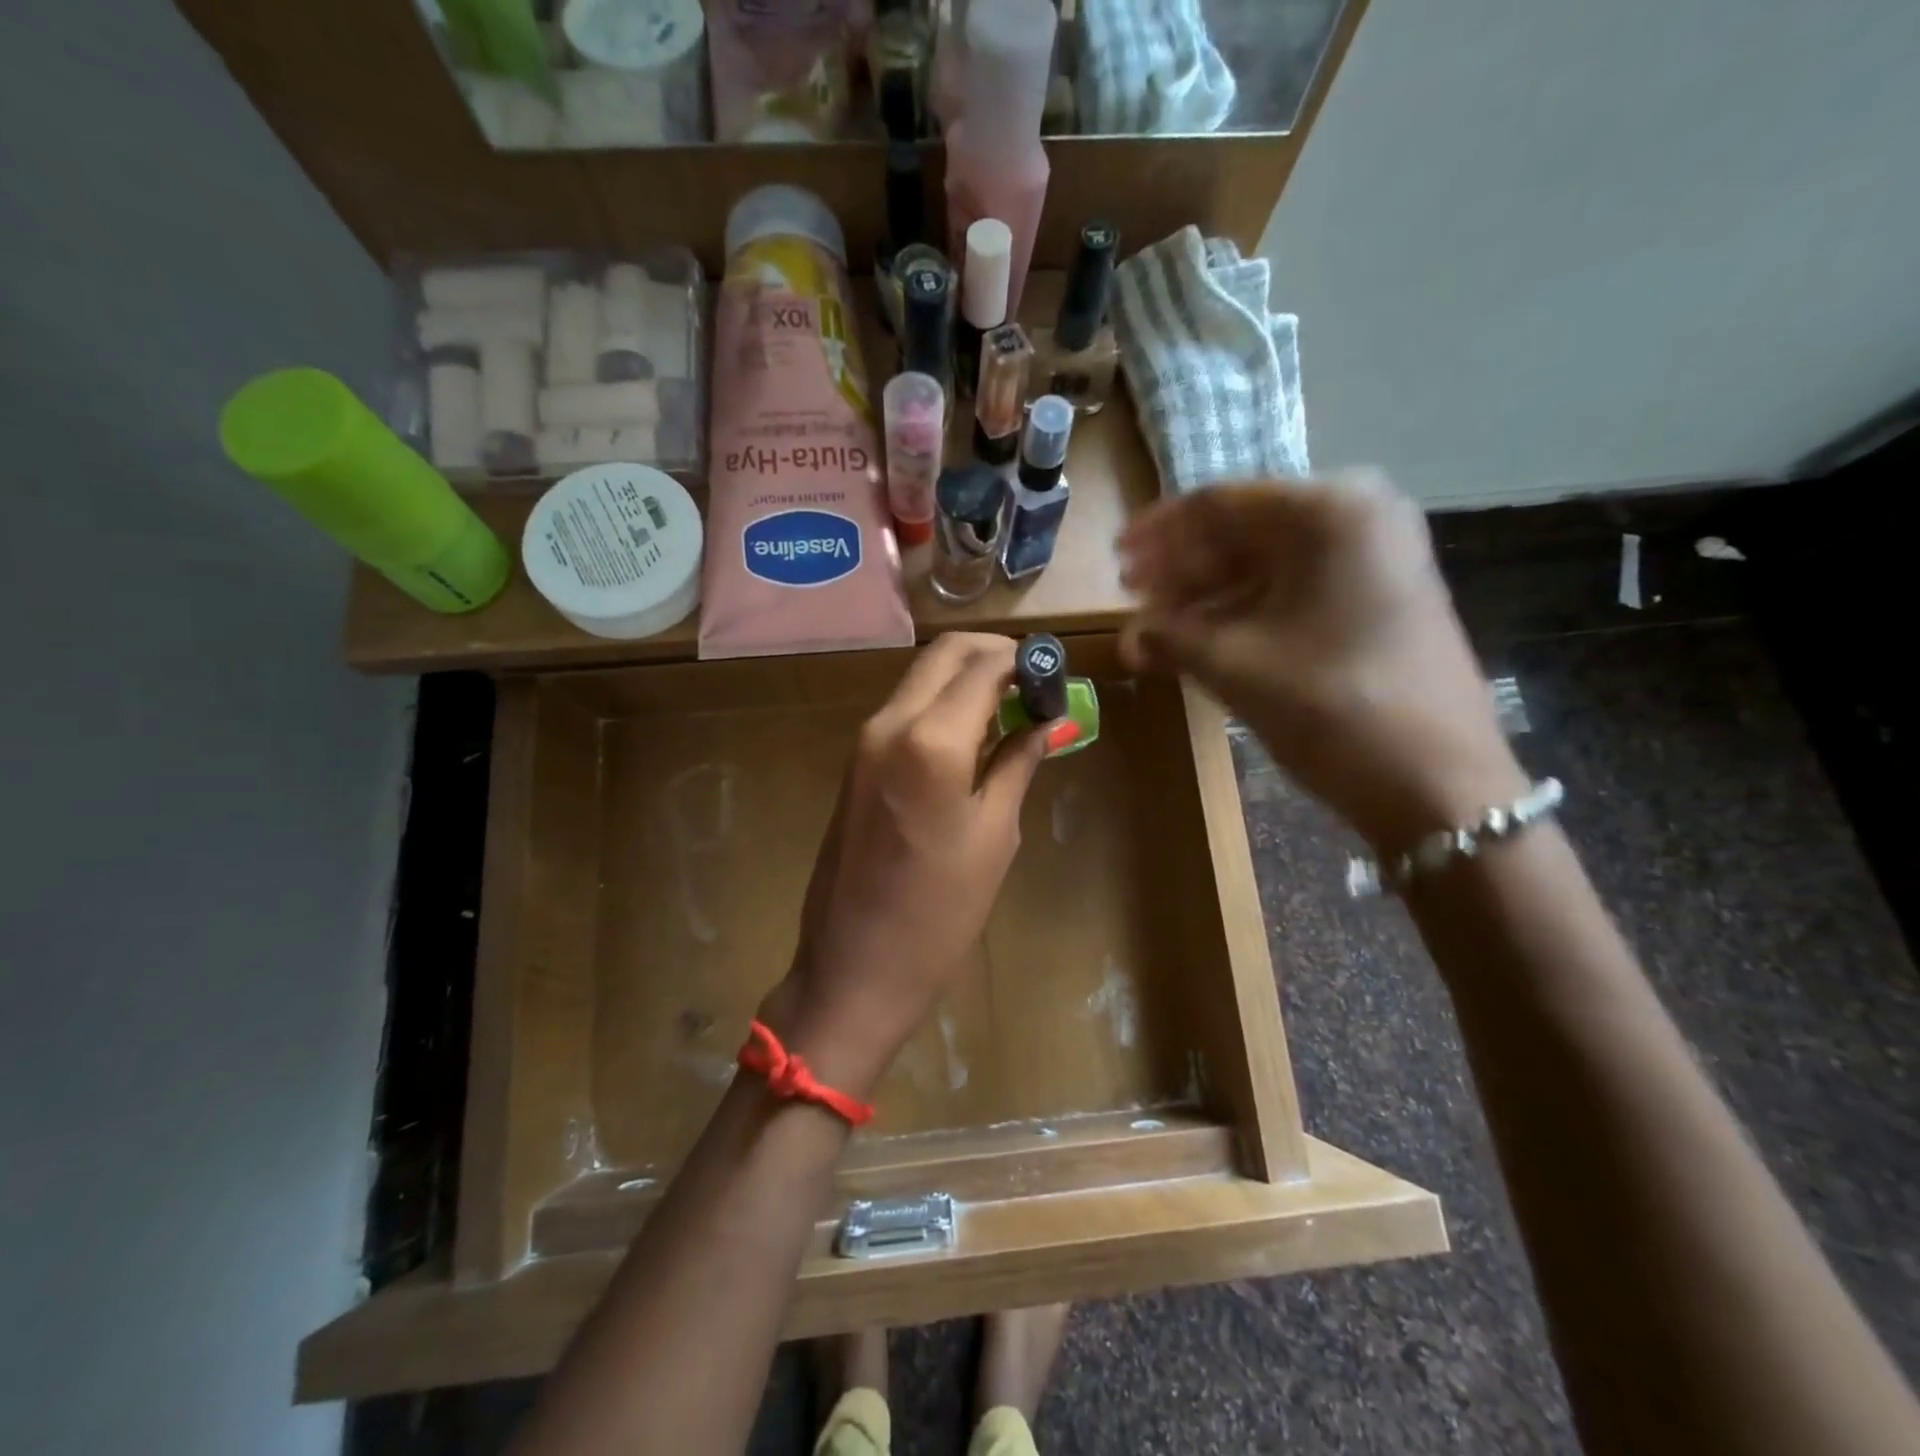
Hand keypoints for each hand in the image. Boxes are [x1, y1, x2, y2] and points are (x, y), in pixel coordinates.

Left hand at [763, 634, 1048, 1096]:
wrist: (854, 966)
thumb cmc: (940, 912)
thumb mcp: (995, 835)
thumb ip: (1017, 762)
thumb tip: (1044, 720)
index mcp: (931, 740)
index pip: (983, 665)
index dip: (1025, 661)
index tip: (1055, 674)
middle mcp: (889, 723)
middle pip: (944, 654)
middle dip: (993, 654)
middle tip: (1033, 683)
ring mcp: (865, 740)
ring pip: (921, 677)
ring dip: (965, 677)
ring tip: (1010, 709)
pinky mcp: (855, 761)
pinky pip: (904, 709)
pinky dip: (941, 704)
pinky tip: (972, 734)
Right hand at [1118, 471, 1526, 849]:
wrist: (1438, 783)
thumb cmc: (1331, 707)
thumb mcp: (1236, 666)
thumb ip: (1171, 638)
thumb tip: (1129, 638)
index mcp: (1327, 511)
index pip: (1219, 505)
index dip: (1159, 533)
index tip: (1116, 559)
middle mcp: (1359, 515)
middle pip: (1245, 529)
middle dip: (1183, 565)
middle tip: (1133, 594)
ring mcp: (1377, 557)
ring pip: (1270, 561)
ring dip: (1209, 591)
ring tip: (1161, 623)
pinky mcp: (1381, 597)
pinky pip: (1297, 587)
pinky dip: (1247, 608)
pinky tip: (1208, 636)